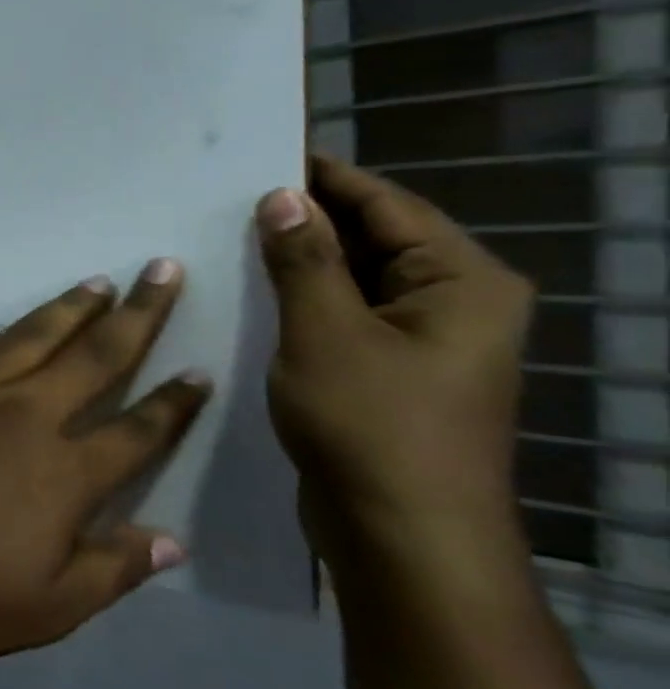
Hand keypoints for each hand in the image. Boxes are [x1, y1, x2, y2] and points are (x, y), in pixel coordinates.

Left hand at [0, 263, 211, 660]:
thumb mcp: (47, 608)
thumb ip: (113, 570)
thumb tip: (172, 541)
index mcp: (63, 472)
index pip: (137, 430)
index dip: (174, 403)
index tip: (200, 371)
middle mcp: (23, 415)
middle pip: (93, 356)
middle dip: (138, 313)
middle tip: (162, 271)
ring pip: (31, 336)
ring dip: (69, 308)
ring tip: (98, 283)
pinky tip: (4, 327)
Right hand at [256, 154, 534, 581]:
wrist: (402, 536)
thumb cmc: (372, 426)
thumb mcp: (326, 333)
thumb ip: (304, 260)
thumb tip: (281, 197)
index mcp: (461, 283)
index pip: (387, 206)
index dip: (326, 177)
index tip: (264, 152)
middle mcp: (452, 304)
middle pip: (374, 240)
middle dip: (305, 219)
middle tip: (229, 195)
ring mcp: (421, 343)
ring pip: (352, 281)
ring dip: (297, 261)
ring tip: (227, 236)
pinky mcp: (387, 374)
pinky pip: (341, 317)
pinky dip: (299, 300)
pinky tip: (249, 293)